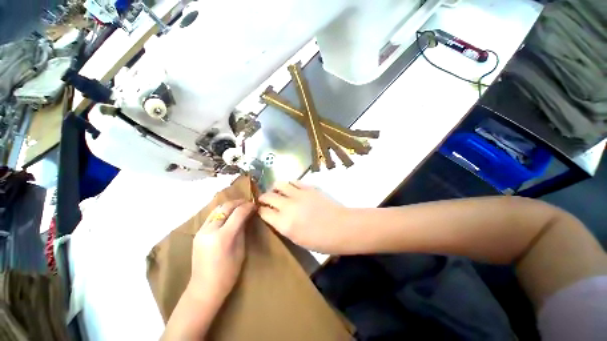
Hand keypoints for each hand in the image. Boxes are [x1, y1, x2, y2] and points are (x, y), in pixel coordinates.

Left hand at [189, 200, 254, 300]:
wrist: (204, 288)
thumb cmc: (228, 273)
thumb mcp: (241, 250)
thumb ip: (242, 229)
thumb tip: (247, 215)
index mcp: (222, 237)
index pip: (238, 213)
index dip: (248, 206)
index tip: (255, 205)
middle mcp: (210, 230)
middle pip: (226, 207)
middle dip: (239, 202)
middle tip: (248, 203)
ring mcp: (201, 231)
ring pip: (217, 209)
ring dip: (230, 205)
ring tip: (240, 206)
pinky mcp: (198, 233)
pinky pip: (211, 216)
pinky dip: (222, 211)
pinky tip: (229, 214)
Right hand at [258, 181, 348, 252]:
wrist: (341, 228)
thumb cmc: (321, 241)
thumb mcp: (297, 239)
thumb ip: (283, 226)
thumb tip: (276, 217)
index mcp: (284, 224)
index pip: (264, 212)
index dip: (260, 210)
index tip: (261, 210)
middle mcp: (288, 206)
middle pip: (268, 196)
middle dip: (264, 198)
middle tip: (265, 199)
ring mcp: (299, 195)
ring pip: (280, 184)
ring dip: (275, 187)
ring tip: (277, 191)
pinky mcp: (309, 188)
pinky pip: (294, 181)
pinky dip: (290, 184)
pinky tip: (292, 188)